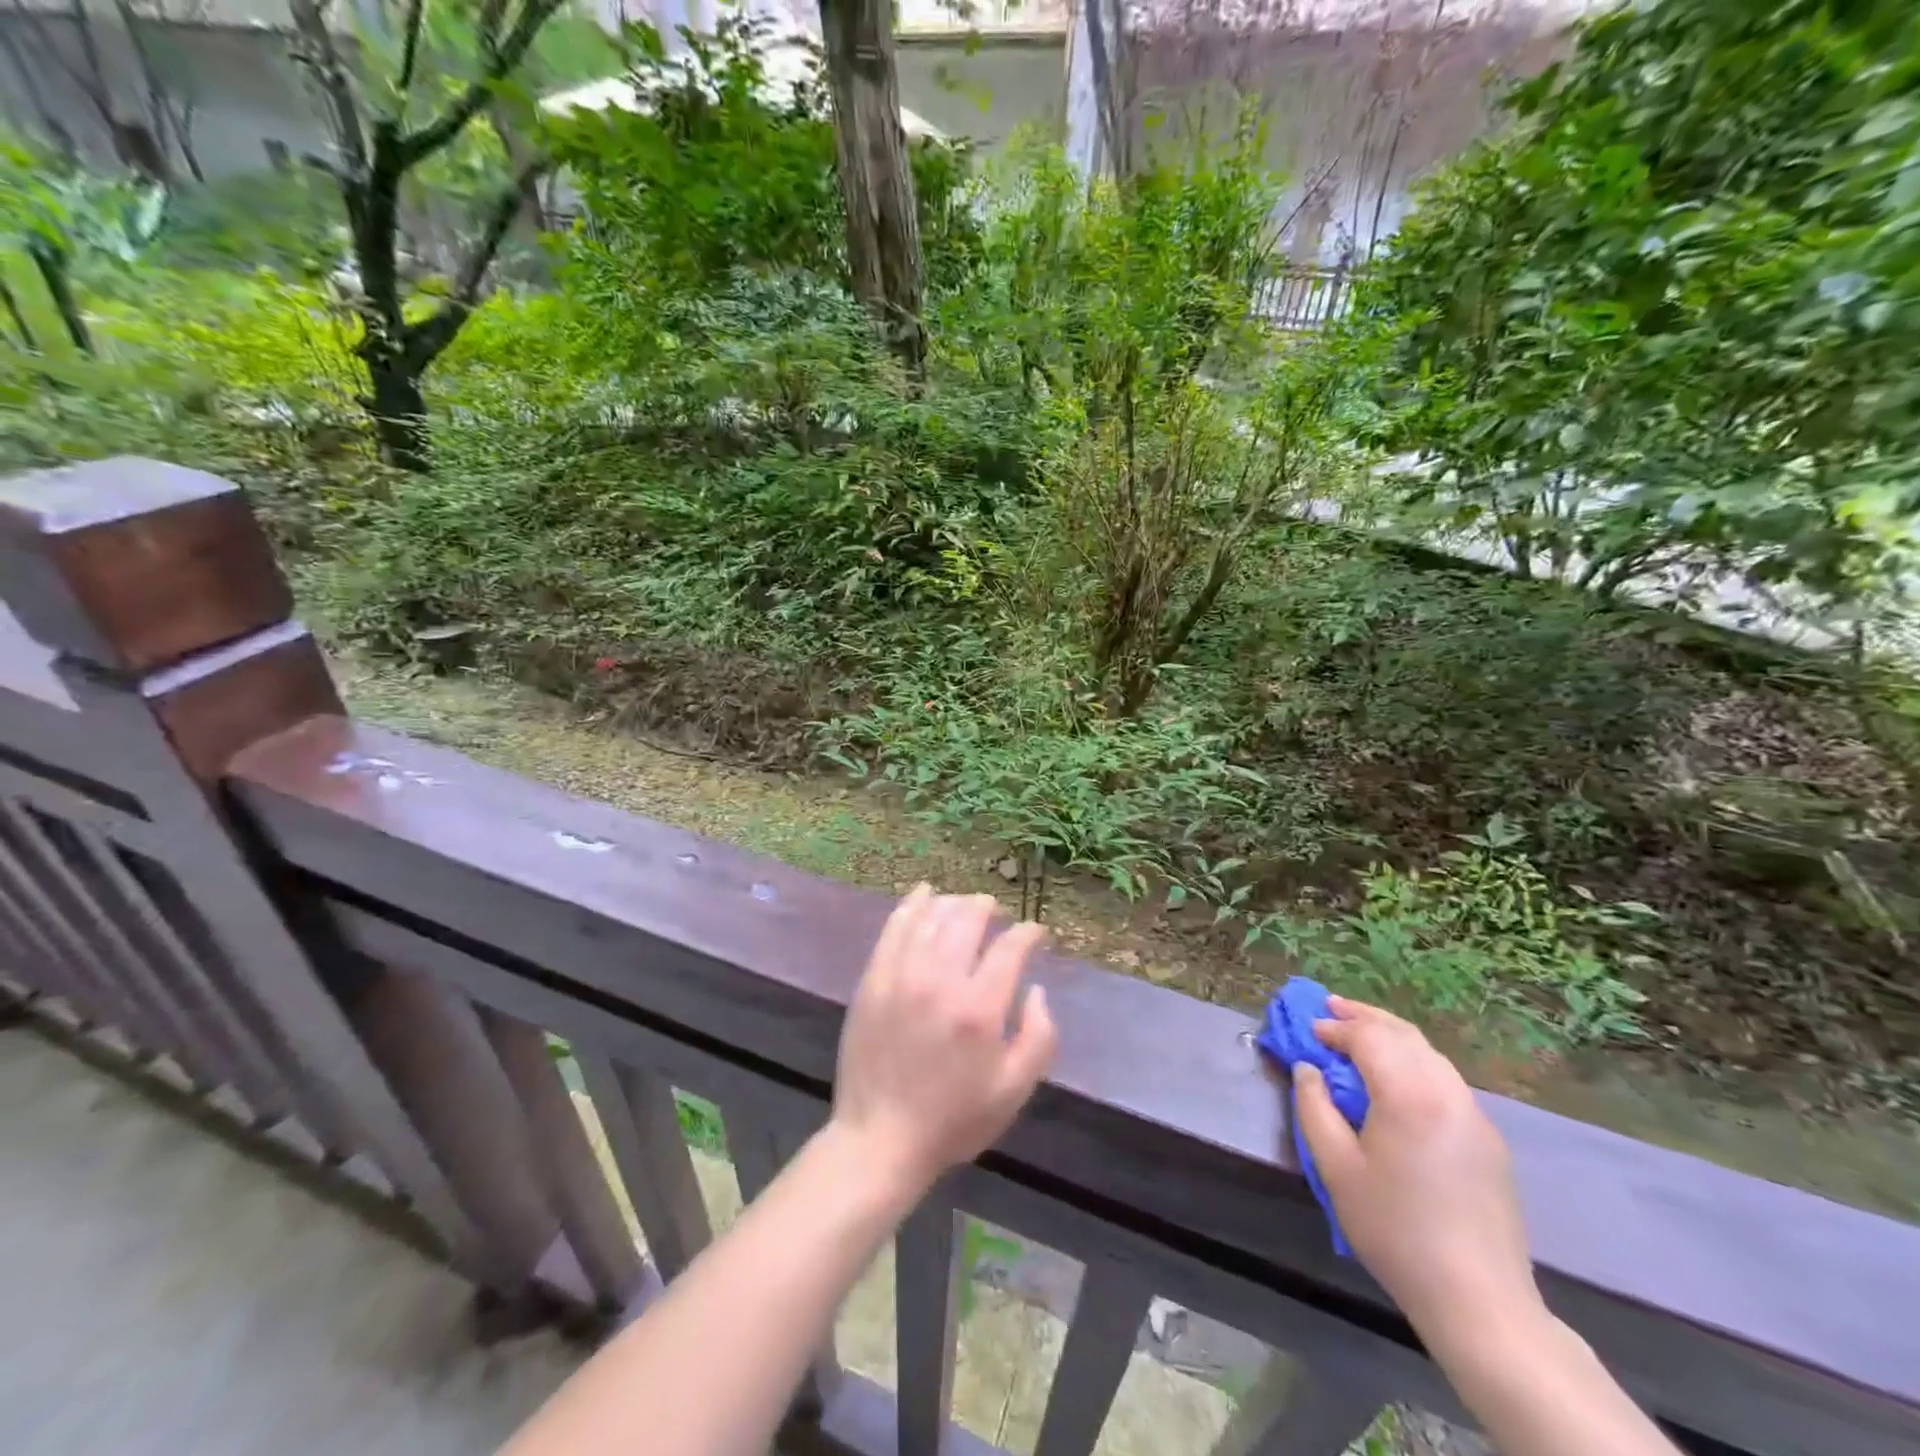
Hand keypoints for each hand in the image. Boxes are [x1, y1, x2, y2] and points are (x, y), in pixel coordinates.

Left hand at [829, 886, 1057, 1194]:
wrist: (880, 1138)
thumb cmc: (954, 1119)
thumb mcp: (1014, 1090)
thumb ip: (1039, 1036)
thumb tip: (1035, 989)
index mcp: (979, 1009)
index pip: (1009, 947)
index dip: (1028, 933)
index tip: (1036, 933)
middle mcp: (940, 981)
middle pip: (968, 919)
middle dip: (989, 908)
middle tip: (998, 913)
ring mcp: (901, 975)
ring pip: (932, 916)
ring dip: (954, 903)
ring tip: (966, 905)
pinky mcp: (873, 979)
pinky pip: (895, 927)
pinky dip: (912, 904)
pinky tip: (924, 894)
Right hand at [1292, 997, 1542, 1343]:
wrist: (1480, 1301)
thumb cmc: (1395, 1231)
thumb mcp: (1336, 1168)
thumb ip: (1314, 1108)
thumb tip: (1308, 1069)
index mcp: (1410, 1096)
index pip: (1369, 1038)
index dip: (1335, 1027)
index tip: (1308, 1031)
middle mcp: (1448, 1093)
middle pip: (1403, 1034)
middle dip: (1364, 1016)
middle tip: (1331, 1007)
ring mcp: (1475, 1115)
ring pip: (1429, 1053)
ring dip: (1391, 1035)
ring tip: (1360, 1032)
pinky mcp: (1488, 1139)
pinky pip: (1445, 1079)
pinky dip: (1415, 1061)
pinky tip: (1397, 1075)